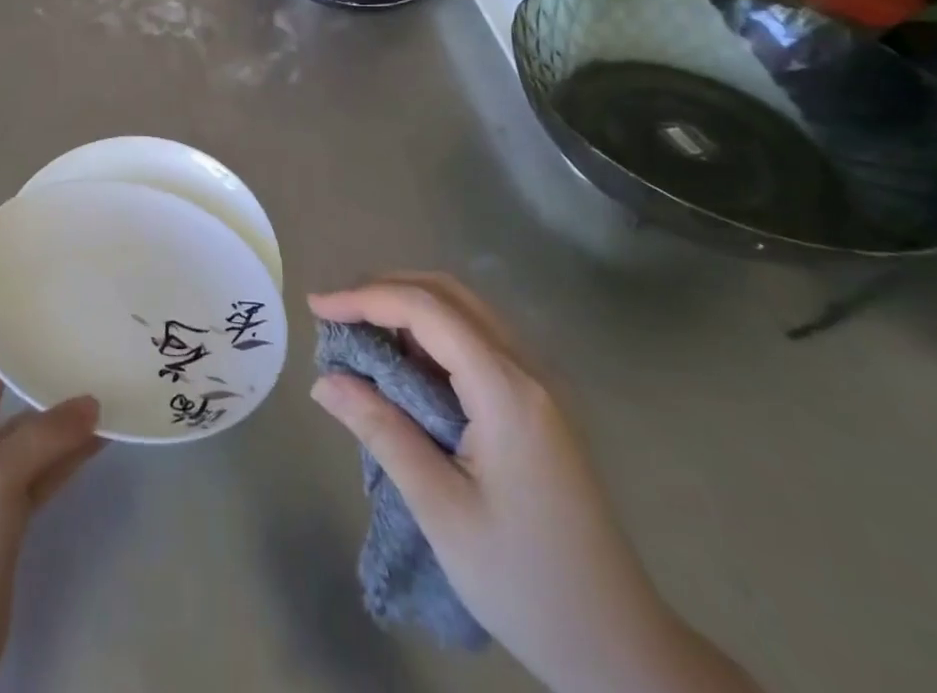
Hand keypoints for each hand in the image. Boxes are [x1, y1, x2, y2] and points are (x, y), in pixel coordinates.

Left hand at [0, 272, 101, 692]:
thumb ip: (43, 439)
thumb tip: (92, 404)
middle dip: (15, 355)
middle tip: (60, 321)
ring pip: (27, 428)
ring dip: (58, 406)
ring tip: (101, 373)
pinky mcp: (12, 517)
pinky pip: (48, 469)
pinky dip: (73, 452)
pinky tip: (108, 433)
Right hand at [310, 274, 759, 692]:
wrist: (619, 646)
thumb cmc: (526, 581)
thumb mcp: (441, 509)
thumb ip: (382, 431)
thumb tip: (324, 381)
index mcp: (506, 390)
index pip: (427, 310)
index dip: (366, 298)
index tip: (317, 307)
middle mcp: (528, 369)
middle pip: (448, 294)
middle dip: (385, 290)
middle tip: (335, 312)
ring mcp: (539, 384)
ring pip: (466, 311)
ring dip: (409, 307)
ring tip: (360, 331)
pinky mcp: (539, 402)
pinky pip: (478, 339)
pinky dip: (433, 333)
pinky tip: (405, 362)